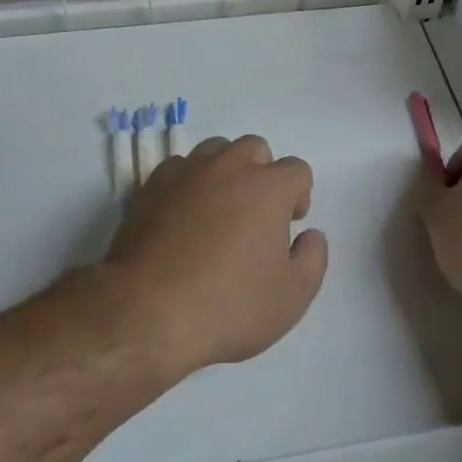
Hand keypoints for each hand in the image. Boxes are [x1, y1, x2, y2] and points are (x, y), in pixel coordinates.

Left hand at [104, 136, 327, 378]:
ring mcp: (188, 170)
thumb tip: (310, 235)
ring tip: (218, 212)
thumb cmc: (228, 305)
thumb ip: (313, 259)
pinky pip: (181, 168)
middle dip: (262, 175)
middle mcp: (229, 165)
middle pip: (256, 149)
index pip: (297, 170)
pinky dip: (189, 183)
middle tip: (255, 216)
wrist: (147, 311)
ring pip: (216, 151)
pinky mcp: (153, 184)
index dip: (299, 196)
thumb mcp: (292, 298)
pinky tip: (183, 217)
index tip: (289, 226)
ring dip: (225, 172)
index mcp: (268, 186)